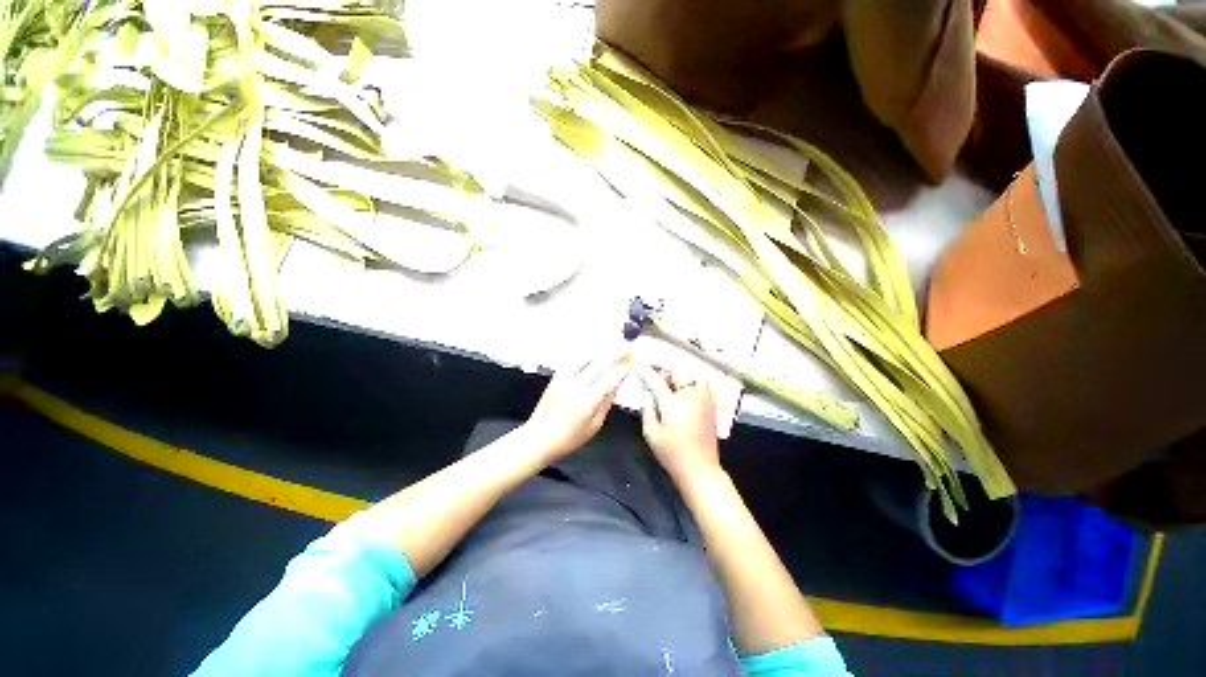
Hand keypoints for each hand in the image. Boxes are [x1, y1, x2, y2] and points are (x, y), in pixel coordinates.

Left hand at [523, 352, 631, 462]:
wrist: (539, 437)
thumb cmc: (569, 437)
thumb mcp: (594, 426)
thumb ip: (606, 404)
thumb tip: (616, 386)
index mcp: (588, 401)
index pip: (610, 379)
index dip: (622, 371)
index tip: (632, 364)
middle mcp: (577, 385)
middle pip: (599, 363)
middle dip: (615, 353)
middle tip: (627, 346)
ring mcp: (565, 378)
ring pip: (586, 357)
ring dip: (601, 350)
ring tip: (612, 344)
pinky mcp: (557, 376)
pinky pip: (573, 360)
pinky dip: (585, 354)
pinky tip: (593, 352)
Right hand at [636, 363, 719, 482]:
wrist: (700, 470)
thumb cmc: (672, 454)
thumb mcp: (651, 435)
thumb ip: (647, 411)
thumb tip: (647, 396)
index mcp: (674, 405)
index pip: (658, 381)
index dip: (647, 371)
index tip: (639, 364)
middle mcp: (691, 397)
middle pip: (679, 371)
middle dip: (664, 367)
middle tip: (653, 369)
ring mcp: (704, 400)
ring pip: (694, 373)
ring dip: (680, 371)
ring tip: (669, 377)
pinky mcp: (711, 405)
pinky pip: (704, 383)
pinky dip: (693, 378)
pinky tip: (685, 385)